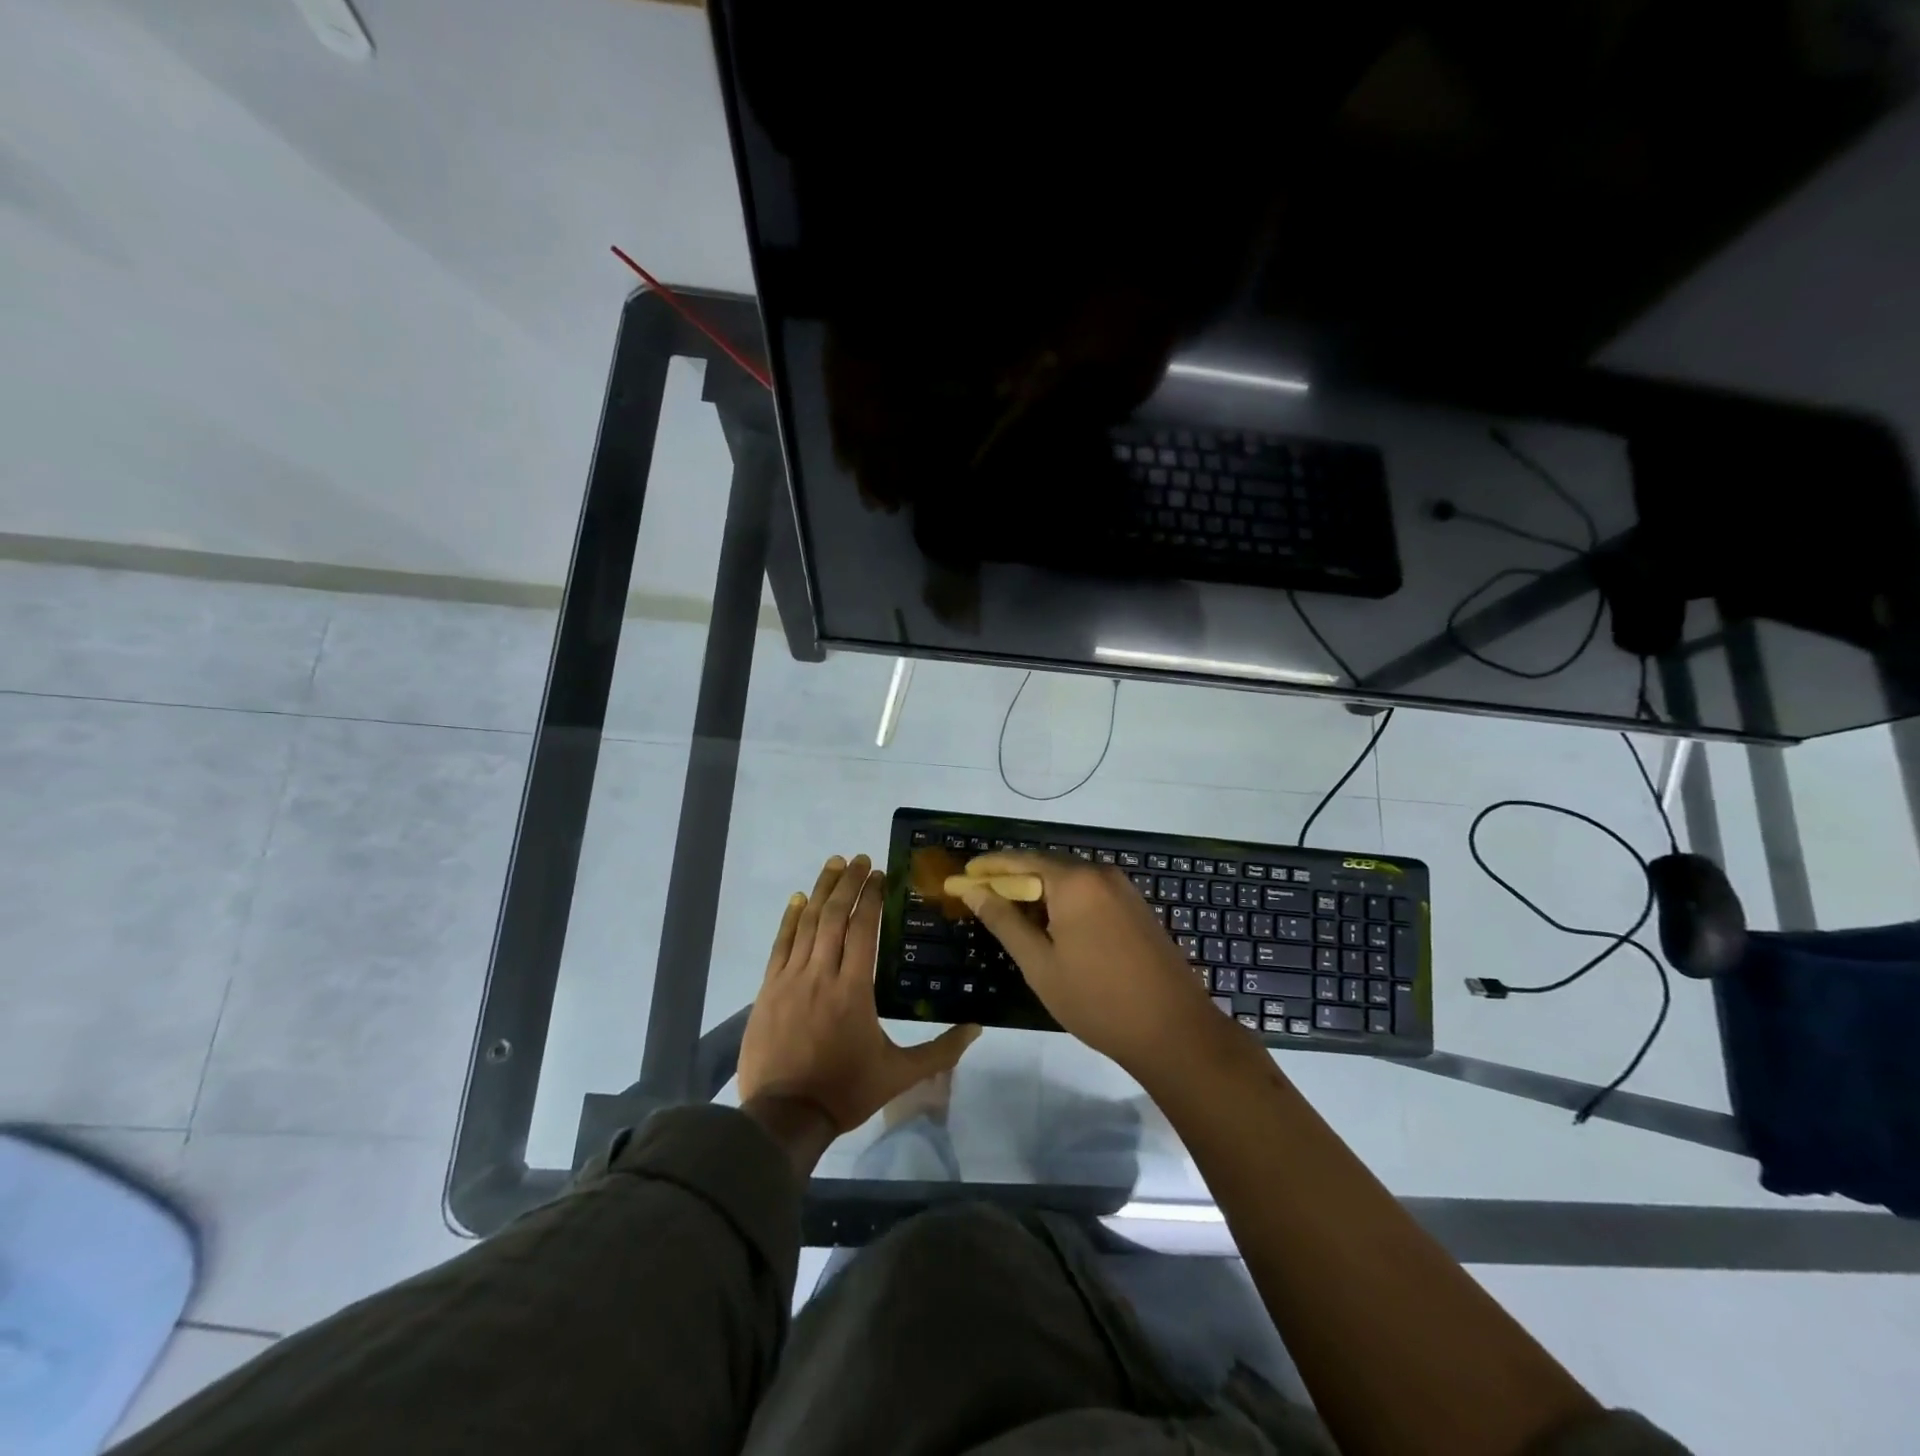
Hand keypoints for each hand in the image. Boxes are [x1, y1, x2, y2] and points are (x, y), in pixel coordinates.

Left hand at [738, 854, 980, 1138]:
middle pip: (835, 916)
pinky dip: (789, 919)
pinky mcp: (768, 989)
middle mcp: (822, 973)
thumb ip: (940, 1049)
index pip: (863, 929)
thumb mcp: (900, 1074)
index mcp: (854, 989)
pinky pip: (780, 945)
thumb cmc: (846, 1091)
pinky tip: (797, 900)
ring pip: (807, 924)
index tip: (879, 874)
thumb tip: (978, 1027)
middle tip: (858, 858)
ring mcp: (791, 979)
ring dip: (821, 891)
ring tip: (833, 865)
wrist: (784, 1116)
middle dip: (848, 883)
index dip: (872, 897)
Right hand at [955, 851, 1214, 1073]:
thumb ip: (1005, 921)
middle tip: (982, 898)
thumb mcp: (1040, 964)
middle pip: (1046, 865)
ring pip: (1070, 880)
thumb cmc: (1097, 1000)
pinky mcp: (1136, 908)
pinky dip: (1064, 902)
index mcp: (1075, 881)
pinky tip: (1052, 927)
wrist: (1174, 1031)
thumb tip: (973, 891)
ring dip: (1039, 892)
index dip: (989, 867)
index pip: (1021, 860)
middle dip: (1013, 879)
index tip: (962, 876)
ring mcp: (1124, 890)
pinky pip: (1090, 893)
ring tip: (1012, 915)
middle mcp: (1100, 874)